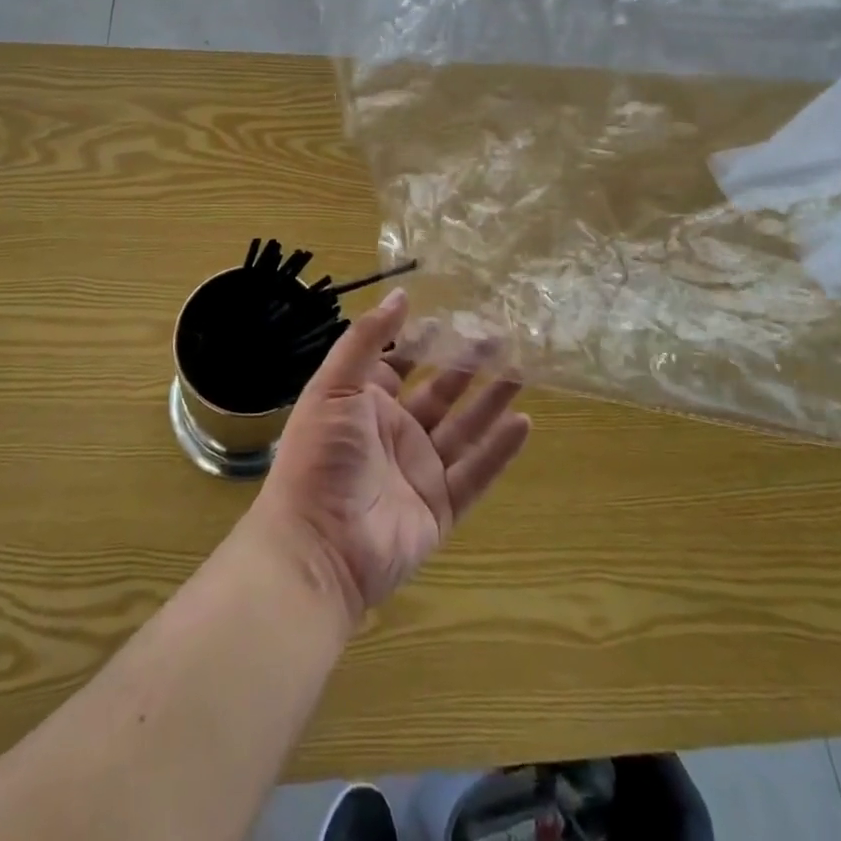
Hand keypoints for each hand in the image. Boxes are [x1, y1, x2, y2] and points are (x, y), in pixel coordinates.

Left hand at [247, 289, 530, 625]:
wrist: (318, 546)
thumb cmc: (320, 455)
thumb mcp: (334, 386)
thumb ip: (367, 339)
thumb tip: (400, 295)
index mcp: (363, 404)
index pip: (398, 364)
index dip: (422, 342)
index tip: (452, 316)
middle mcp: (393, 433)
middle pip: (439, 392)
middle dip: (467, 365)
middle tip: (501, 336)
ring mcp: (418, 471)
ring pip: (464, 429)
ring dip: (491, 400)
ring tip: (521, 370)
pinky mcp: (440, 508)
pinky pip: (476, 474)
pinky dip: (499, 451)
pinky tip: (523, 423)